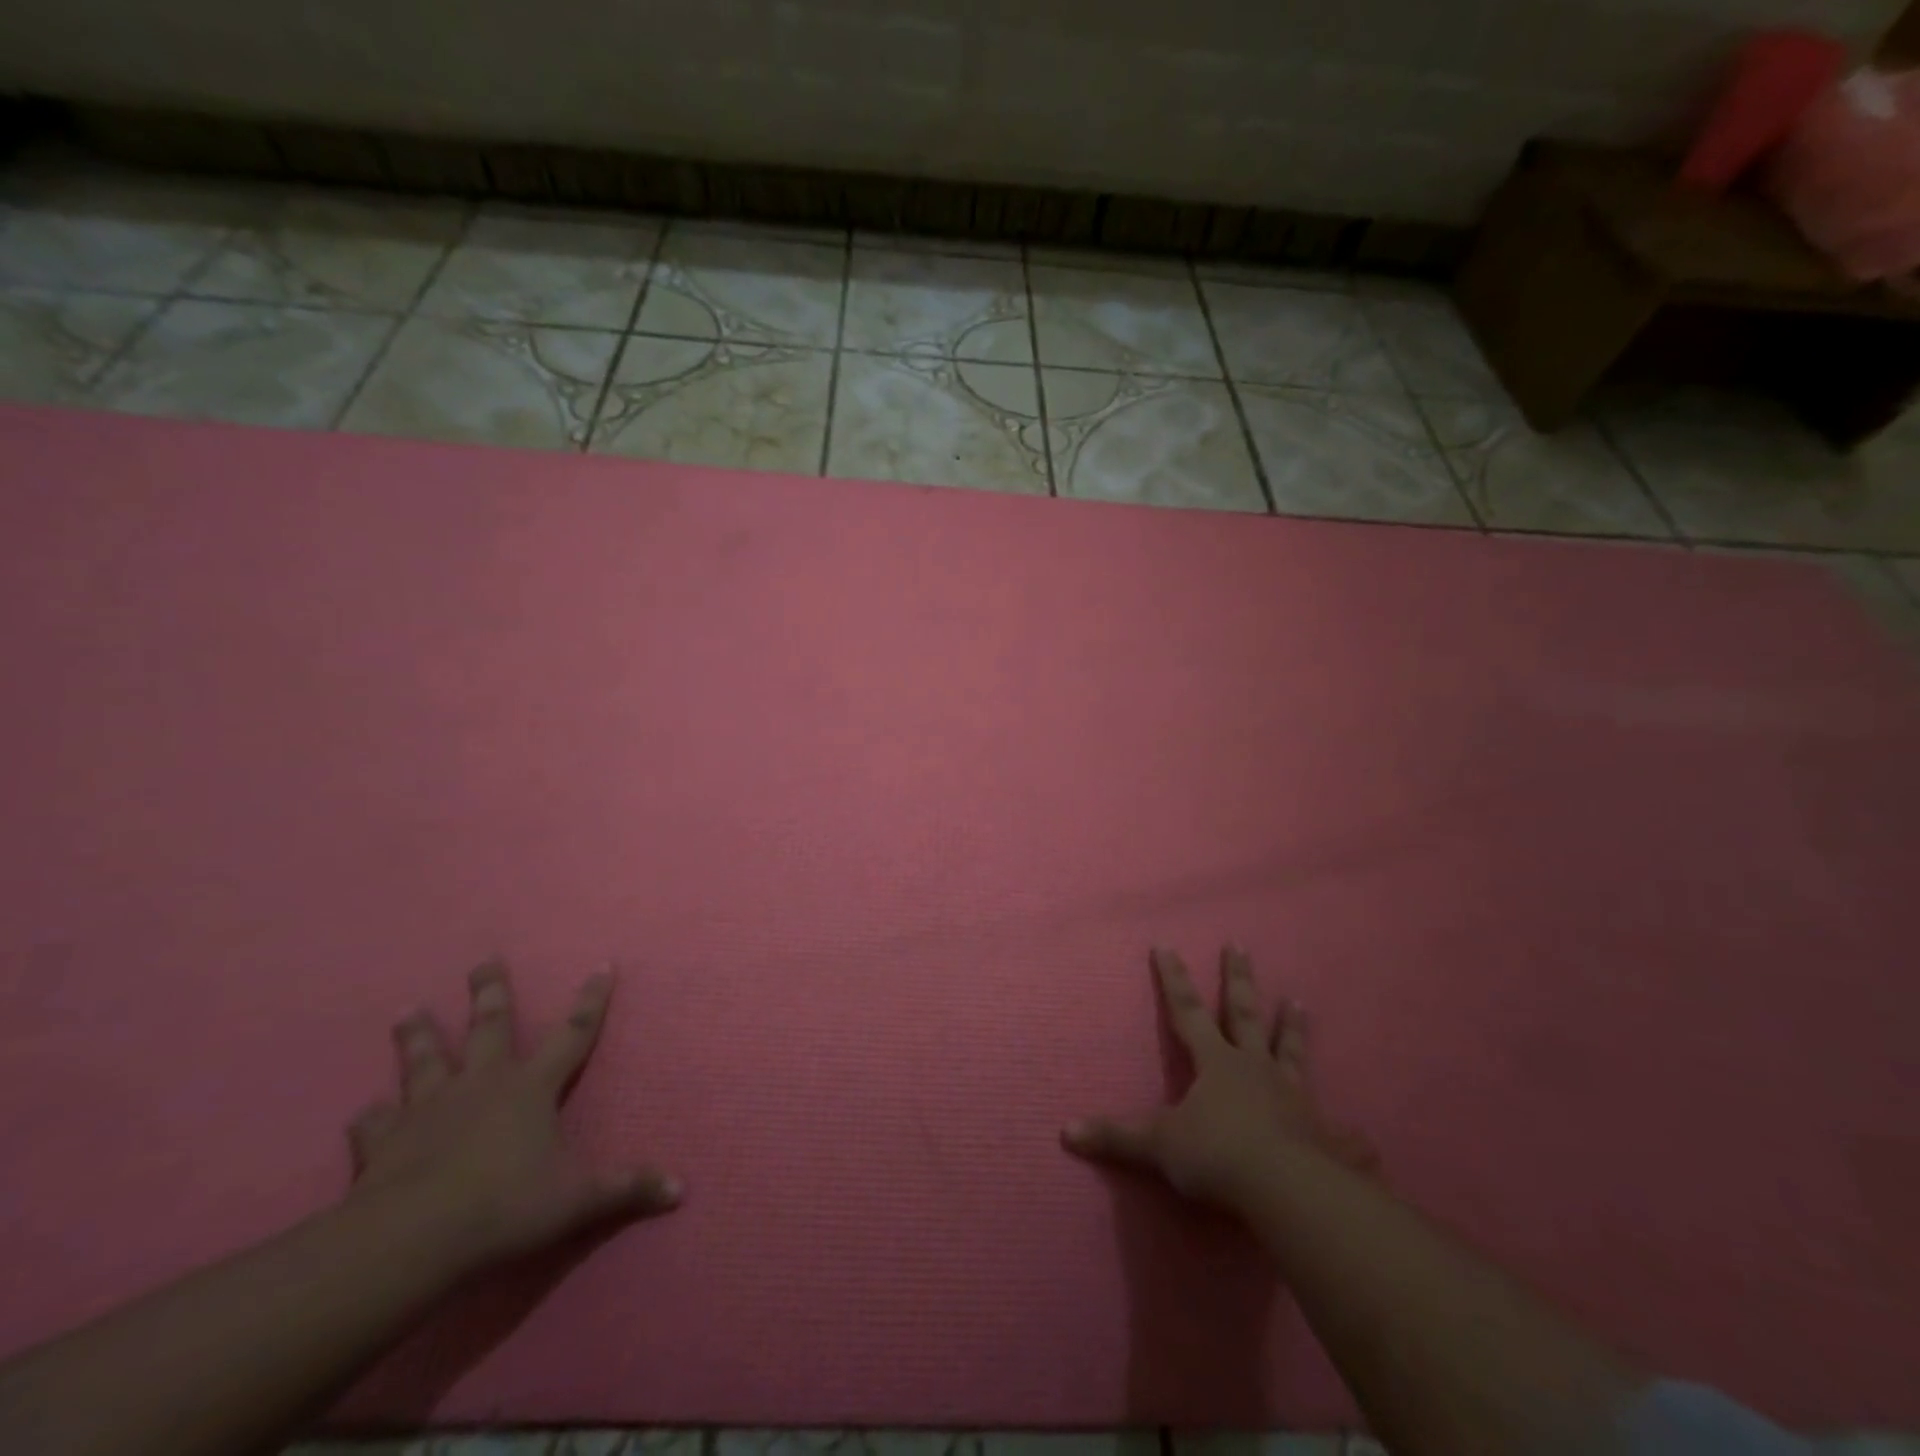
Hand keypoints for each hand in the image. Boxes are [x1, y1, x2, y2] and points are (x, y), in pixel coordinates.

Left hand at [346, 960, 679, 1269]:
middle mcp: (482, 1084)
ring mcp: (429, 1108)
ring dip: (418, 1035)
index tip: (602, 965)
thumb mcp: (577, 1200)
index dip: (591, 1000)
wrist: (411, 1240)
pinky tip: (365, 1113)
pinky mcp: (384, 1141)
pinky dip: (371, 1117)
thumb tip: (681, 1189)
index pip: (573, 1033)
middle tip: (483, 961)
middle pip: (489, 1027)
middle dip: (490, 992)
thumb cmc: (505, 1207)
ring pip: (425, 1060)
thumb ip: (627, 1189)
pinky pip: (374, 1122)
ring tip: (408, 1010)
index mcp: (531, 1088)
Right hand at [1063, 946, 1375, 1213]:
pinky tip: (1365, 1137)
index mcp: (1216, 1062)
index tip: (1166, 945)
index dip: (1173, 979)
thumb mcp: (1158, 1145)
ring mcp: (1293, 1097)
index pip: (1187, 1010)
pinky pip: (1338, 1132)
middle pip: (1244, 1013)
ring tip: (1298, 1001)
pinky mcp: (1323, 1135)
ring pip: (1291, 1051)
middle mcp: (1255, 1068)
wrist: (1285, 1190)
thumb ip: (1116, 1137)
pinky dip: (1349, 1135)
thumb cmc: (1217, 1155)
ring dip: (1294, 1027)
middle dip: (1238, 979)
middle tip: (1239, 945)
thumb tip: (1065, 1132)